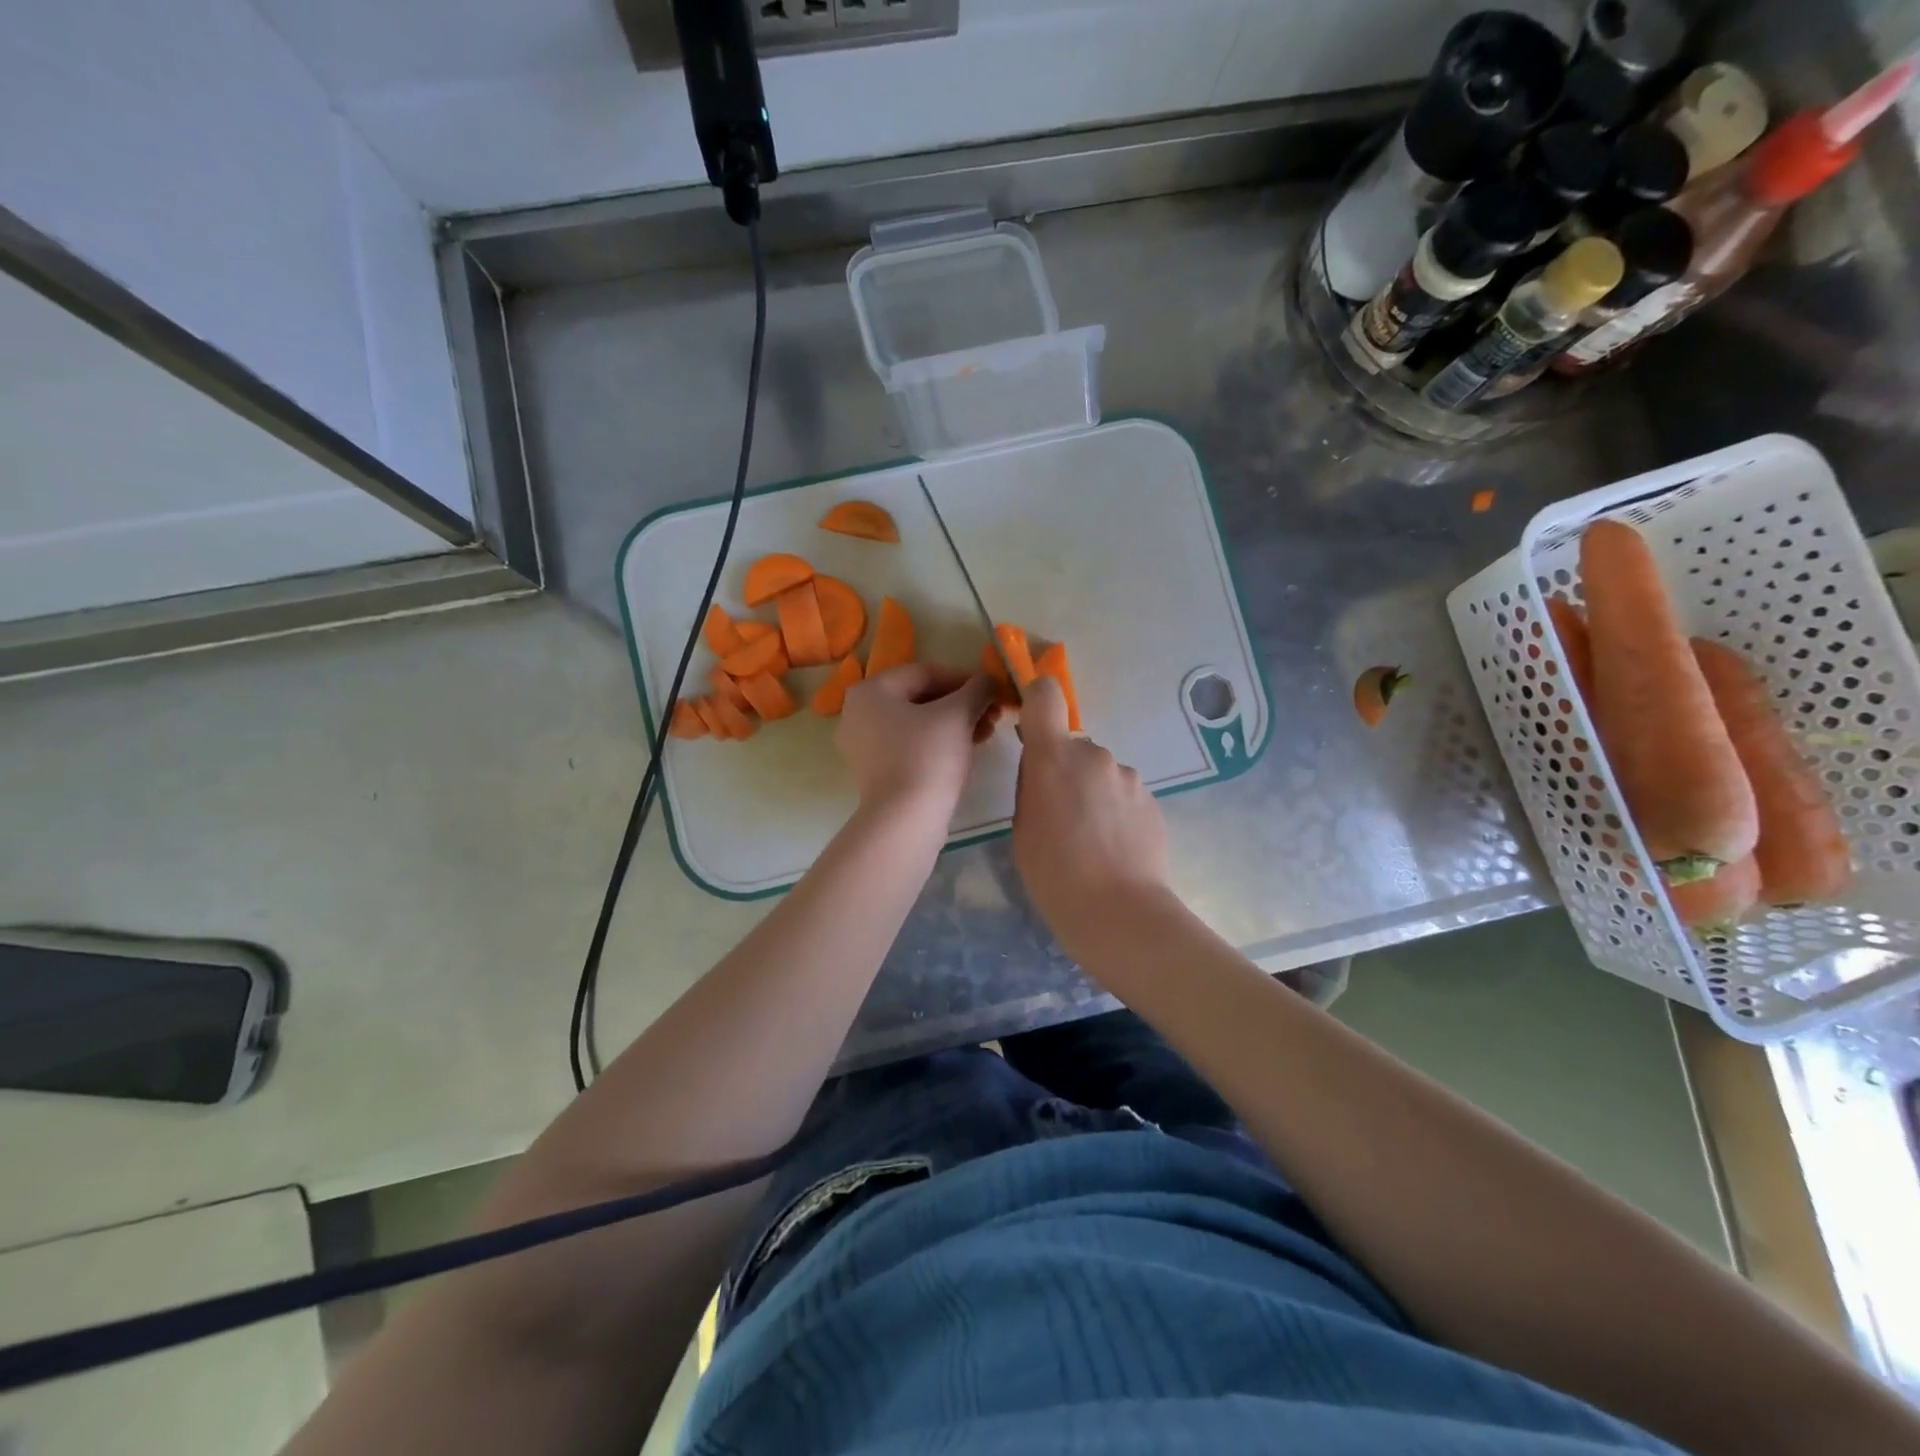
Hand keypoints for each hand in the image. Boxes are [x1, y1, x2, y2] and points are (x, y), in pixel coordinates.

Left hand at [836, 664, 995, 815]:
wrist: (905, 819)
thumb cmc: (928, 756)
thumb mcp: (958, 714)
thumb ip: (977, 689)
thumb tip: (989, 680)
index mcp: (870, 691)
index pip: (925, 673)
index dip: (964, 678)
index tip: (992, 690)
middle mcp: (858, 713)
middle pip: (920, 698)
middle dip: (961, 704)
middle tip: (993, 714)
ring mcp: (863, 745)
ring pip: (917, 723)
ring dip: (954, 724)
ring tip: (987, 733)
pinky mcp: (874, 772)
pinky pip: (909, 746)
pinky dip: (938, 743)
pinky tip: (967, 750)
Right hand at [1013, 676, 1171, 936]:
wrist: (1118, 912)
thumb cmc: (1054, 874)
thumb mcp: (1023, 827)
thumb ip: (1032, 786)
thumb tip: (1046, 771)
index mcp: (1054, 757)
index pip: (1045, 696)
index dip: (1036, 698)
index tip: (1031, 721)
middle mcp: (1094, 754)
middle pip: (1072, 746)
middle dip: (1064, 770)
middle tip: (1059, 815)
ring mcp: (1128, 776)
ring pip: (1099, 772)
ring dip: (1092, 792)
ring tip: (1090, 839)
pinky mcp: (1151, 799)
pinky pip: (1122, 793)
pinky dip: (1114, 811)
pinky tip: (1113, 847)